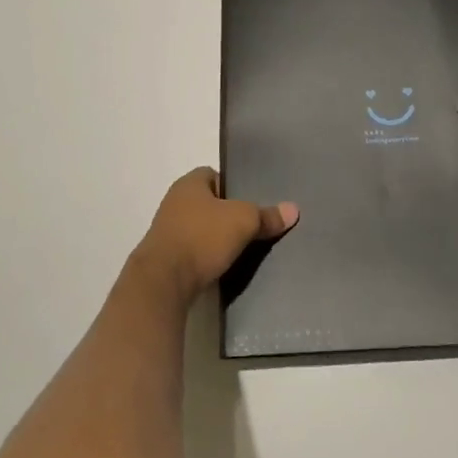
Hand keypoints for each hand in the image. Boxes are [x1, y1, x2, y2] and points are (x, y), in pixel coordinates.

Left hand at [130, 167, 297, 304]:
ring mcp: (165, 229)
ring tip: (239, 250)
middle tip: (250, 227)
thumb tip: (293, 209)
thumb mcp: (243, 222)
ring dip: (214, 237)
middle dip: (226, 214)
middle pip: (207, 202)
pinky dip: (204, 256)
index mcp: (189, 183)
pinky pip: (191, 250)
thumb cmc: (202, 238)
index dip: (233, 187)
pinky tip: (219, 267)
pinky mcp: (163, 257)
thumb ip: (267, 215)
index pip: (215, 175)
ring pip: (199, 227)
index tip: (250, 204)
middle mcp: (174, 201)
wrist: (163, 282)